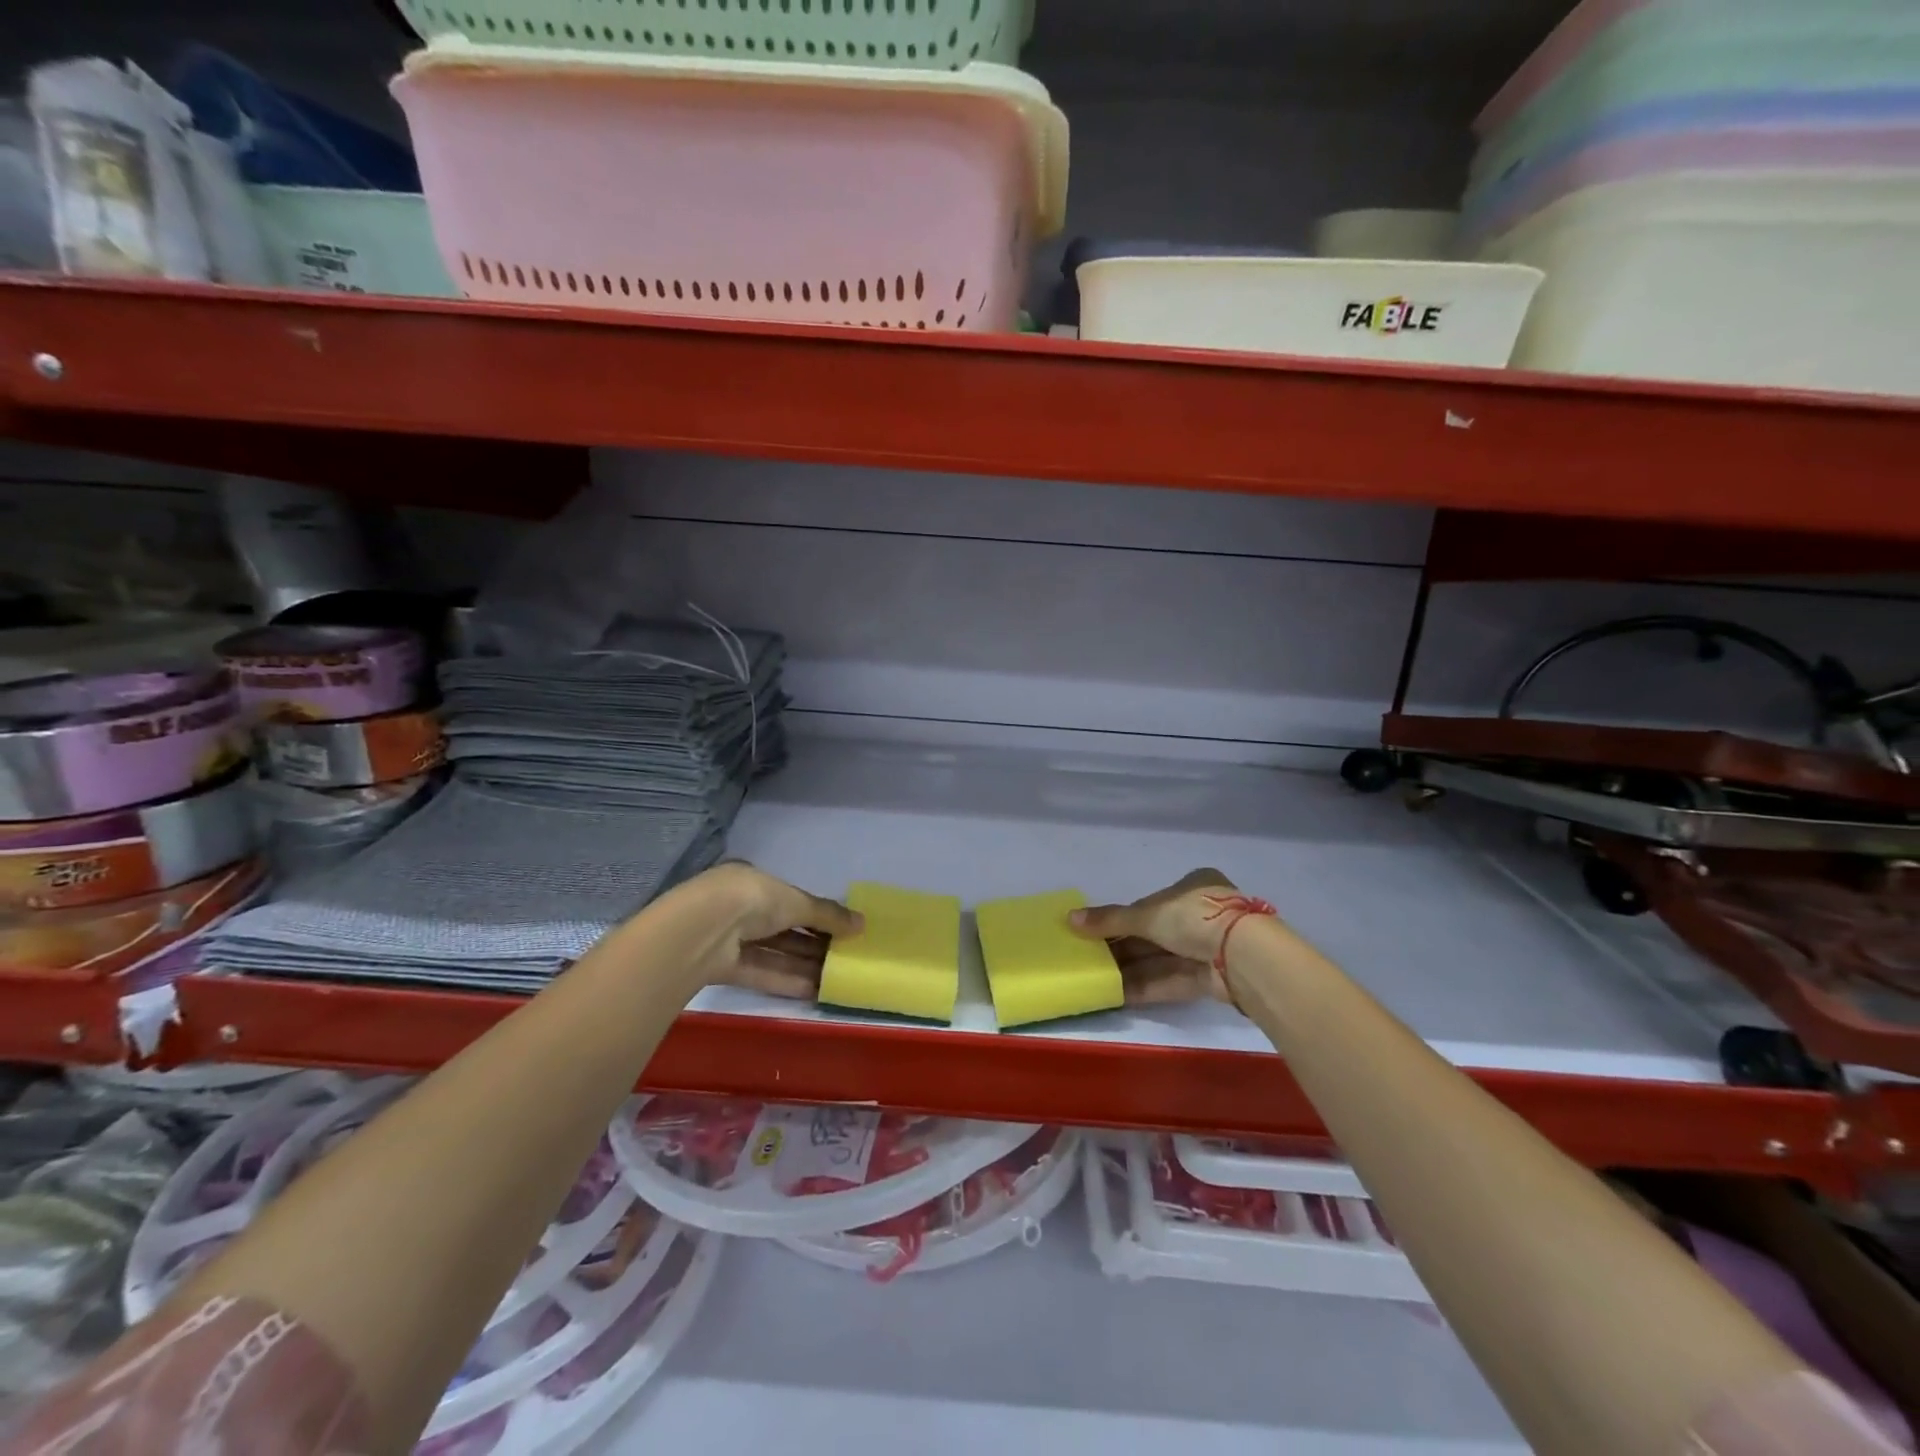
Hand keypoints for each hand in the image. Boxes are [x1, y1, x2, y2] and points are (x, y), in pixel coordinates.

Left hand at [690, 863, 861, 997]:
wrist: (703, 928)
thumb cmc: (753, 899)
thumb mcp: (796, 901)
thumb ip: (827, 914)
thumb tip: (862, 923)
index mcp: (752, 882)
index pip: (788, 899)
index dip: (814, 915)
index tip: (839, 931)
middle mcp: (738, 907)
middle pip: (781, 928)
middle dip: (811, 943)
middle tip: (841, 958)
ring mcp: (727, 938)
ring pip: (771, 952)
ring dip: (801, 965)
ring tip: (833, 979)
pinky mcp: (720, 966)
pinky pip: (758, 971)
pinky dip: (784, 980)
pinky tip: (811, 990)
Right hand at [1069, 869, 1249, 1004]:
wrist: (1244, 956)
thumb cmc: (1195, 917)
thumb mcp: (1147, 914)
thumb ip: (1110, 919)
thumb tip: (1069, 919)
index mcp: (1192, 887)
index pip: (1150, 905)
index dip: (1122, 920)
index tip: (1096, 934)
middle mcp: (1202, 915)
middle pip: (1154, 934)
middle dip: (1123, 948)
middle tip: (1089, 959)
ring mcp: (1208, 948)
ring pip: (1161, 959)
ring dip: (1131, 969)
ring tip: (1097, 979)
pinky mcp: (1211, 979)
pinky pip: (1172, 980)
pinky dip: (1146, 986)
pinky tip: (1117, 994)